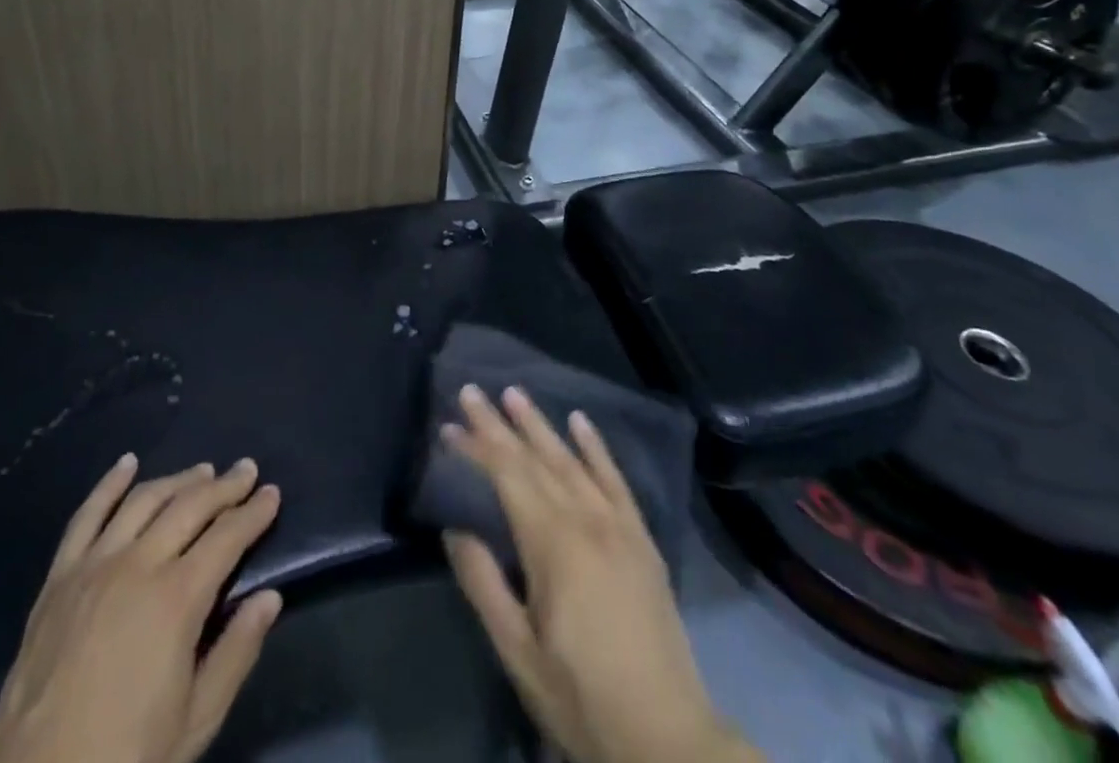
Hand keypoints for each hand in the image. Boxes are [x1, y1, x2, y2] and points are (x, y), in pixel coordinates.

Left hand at [0, 455, 282, 762]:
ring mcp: (94, 566)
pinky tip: (127, 463)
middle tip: (247, 471)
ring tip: (203, 471)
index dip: (254, 512)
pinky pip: (87, 516)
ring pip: (145, 500)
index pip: (228, 536)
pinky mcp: (58, 578)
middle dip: (225, 486)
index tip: (273, 494)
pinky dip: (110, 484)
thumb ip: (236, 653)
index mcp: (177, 599)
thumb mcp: (196, 721)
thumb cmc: (126, 760)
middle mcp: (138, 565)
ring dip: (179, 480)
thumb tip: (269, 597)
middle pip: (190, 507)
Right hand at [443, 386, 760, 762]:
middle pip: (535, 459)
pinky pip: (616, 480)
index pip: (506, 476)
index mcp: (553, 544)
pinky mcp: (641, 538)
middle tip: (473, 391)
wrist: (669, 738)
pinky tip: (581, 421)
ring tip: (516, 393)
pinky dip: (597, 447)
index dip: (477, 447)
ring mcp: (618, 525)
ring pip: (572, 460)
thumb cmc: (583, 698)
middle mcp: (585, 519)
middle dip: (500, 424)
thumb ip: (484, 583)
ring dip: (541, 425)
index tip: (449, 425)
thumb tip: (455, 528)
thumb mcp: (518, 652)